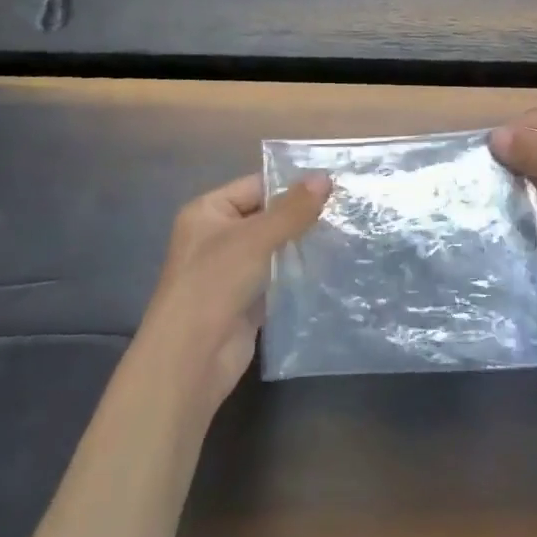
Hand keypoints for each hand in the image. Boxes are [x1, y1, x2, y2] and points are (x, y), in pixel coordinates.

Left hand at [141, 172, 331, 411]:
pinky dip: (298, 272)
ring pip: (274, 248)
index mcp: (208, 211)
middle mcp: (217, 236)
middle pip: (266, 216)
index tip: (333, 184)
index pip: (256, 186)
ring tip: (345, 233)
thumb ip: (292, 209)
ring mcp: (231, 270)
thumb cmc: (215, 283)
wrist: (191, 359)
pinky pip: (277, 276)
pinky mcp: (246, 299)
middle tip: (346, 208)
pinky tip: (331, 266)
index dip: (292, 185)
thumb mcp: (256, 238)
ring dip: (303, 244)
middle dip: (301, 215)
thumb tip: (325, 177)